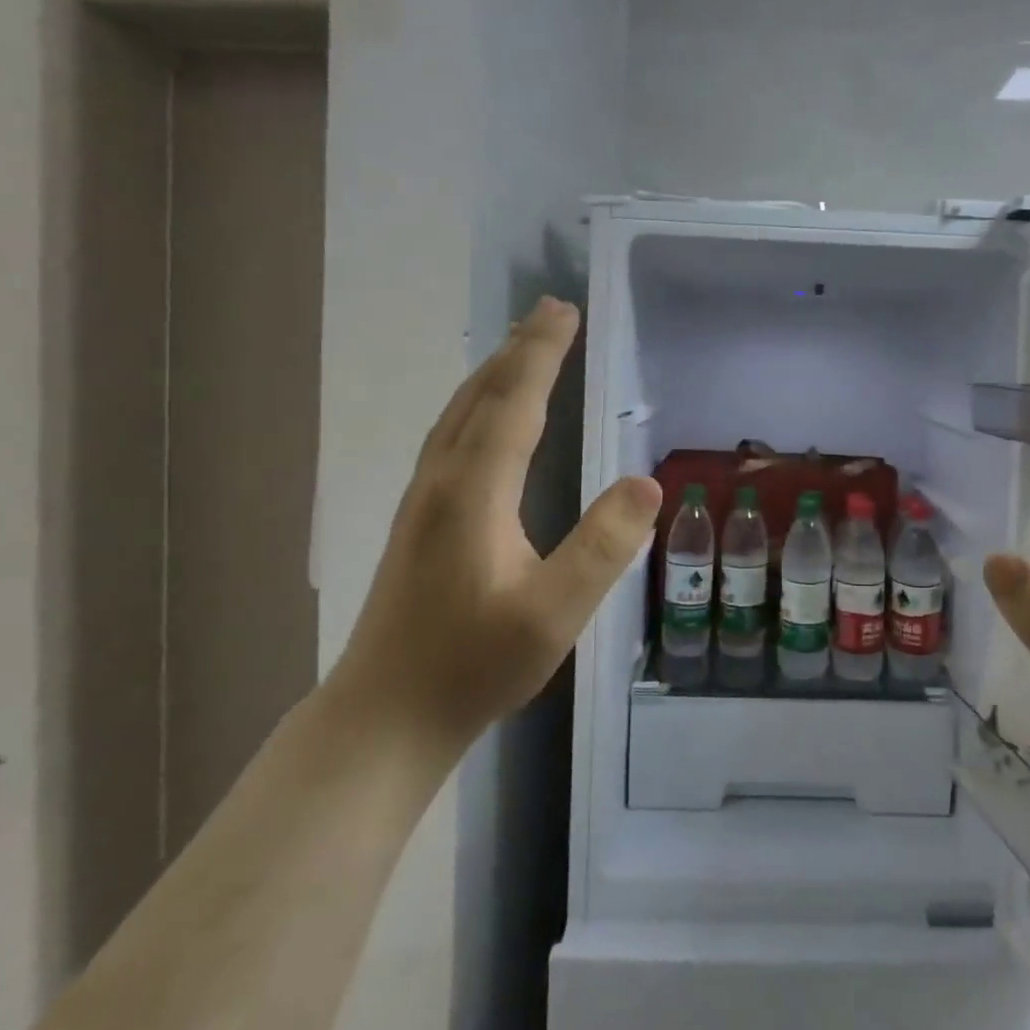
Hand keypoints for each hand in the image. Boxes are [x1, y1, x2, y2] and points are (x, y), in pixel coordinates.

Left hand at [333, 298, 662, 747]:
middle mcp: (442, 481)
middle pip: (481, 397)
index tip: (564, 311)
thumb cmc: (472, 667)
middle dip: (518, 349)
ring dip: (494, 372)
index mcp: (474, 493)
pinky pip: (451, 436)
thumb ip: (602, 546)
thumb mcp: (553, 614)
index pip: (514, 404)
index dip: (541, 354)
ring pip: (459, 414)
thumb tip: (647, 483)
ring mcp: (421, 500)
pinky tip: (485, 417)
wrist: (382, 718)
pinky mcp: (416, 520)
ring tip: (522, 347)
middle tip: (550, 311)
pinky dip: (477, 404)